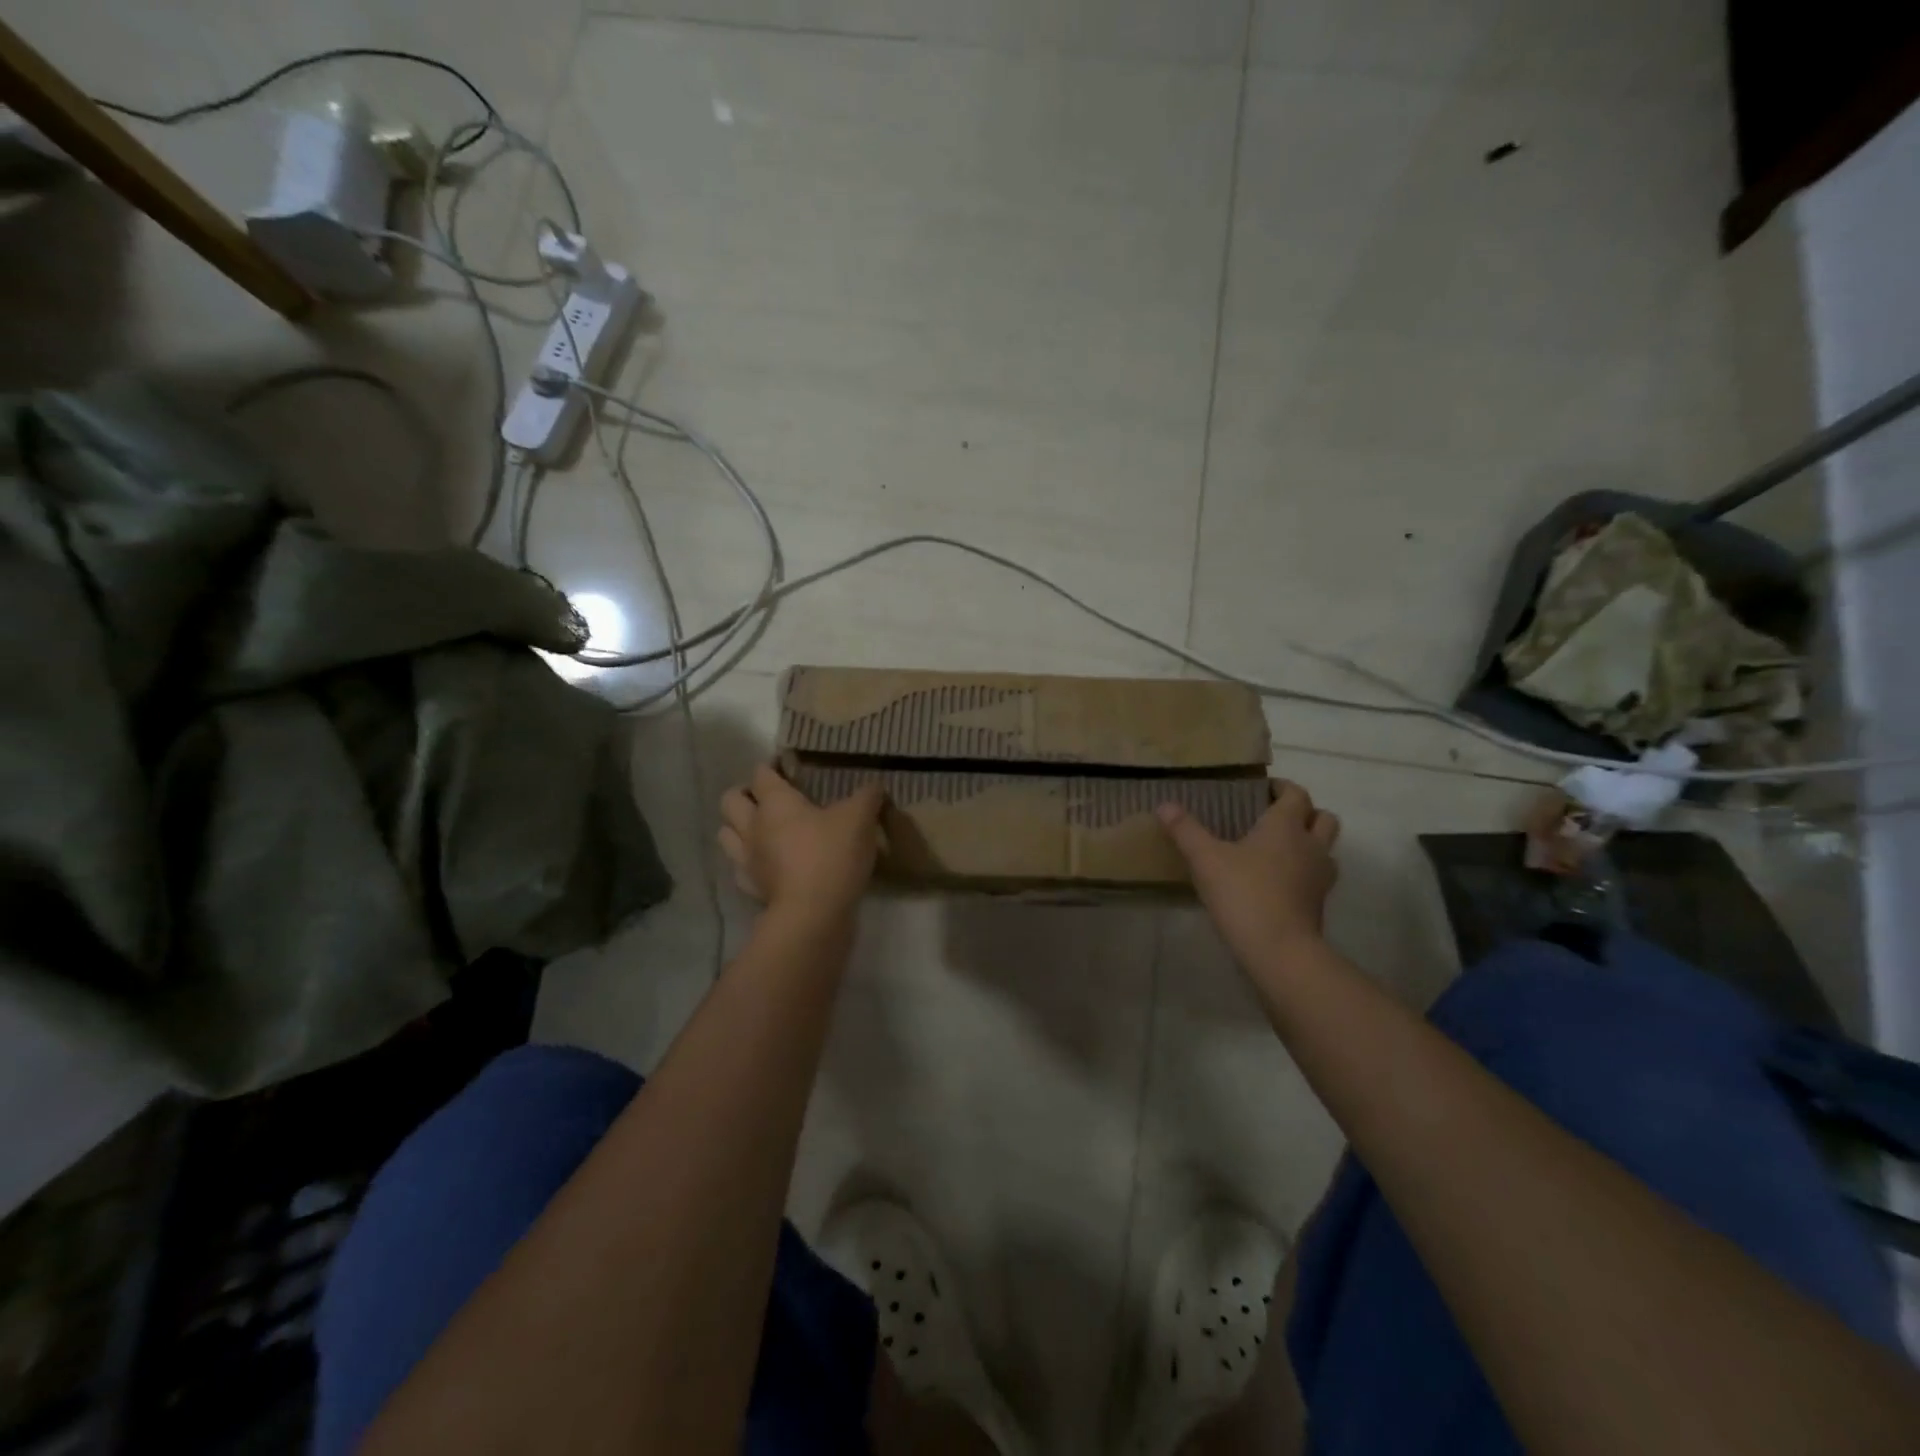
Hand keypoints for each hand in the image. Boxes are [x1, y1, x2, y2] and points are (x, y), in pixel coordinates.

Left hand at [718, 765, 885, 926]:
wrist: (814, 914)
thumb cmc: (833, 855)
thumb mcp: (860, 818)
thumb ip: (867, 796)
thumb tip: (874, 785)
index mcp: (775, 802)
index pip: (761, 773)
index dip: (772, 767)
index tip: (789, 768)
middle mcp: (752, 826)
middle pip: (730, 800)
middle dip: (744, 795)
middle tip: (769, 799)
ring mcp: (747, 859)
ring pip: (726, 834)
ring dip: (738, 828)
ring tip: (762, 830)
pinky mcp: (751, 888)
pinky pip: (740, 868)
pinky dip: (749, 863)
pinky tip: (768, 865)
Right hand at [1157, 781, 1340, 968]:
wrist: (1279, 950)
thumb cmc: (1244, 893)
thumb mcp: (1205, 859)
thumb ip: (1185, 830)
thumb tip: (1164, 805)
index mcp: (1286, 826)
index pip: (1296, 794)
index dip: (1282, 787)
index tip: (1263, 789)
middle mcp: (1311, 845)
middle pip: (1323, 817)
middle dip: (1305, 812)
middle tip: (1275, 817)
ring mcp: (1321, 876)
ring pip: (1326, 848)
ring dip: (1310, 842)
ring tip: (1280, 849)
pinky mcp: (1320, 903)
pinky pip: (1319, 876)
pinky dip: (1305, 871)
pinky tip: (1280, 881)